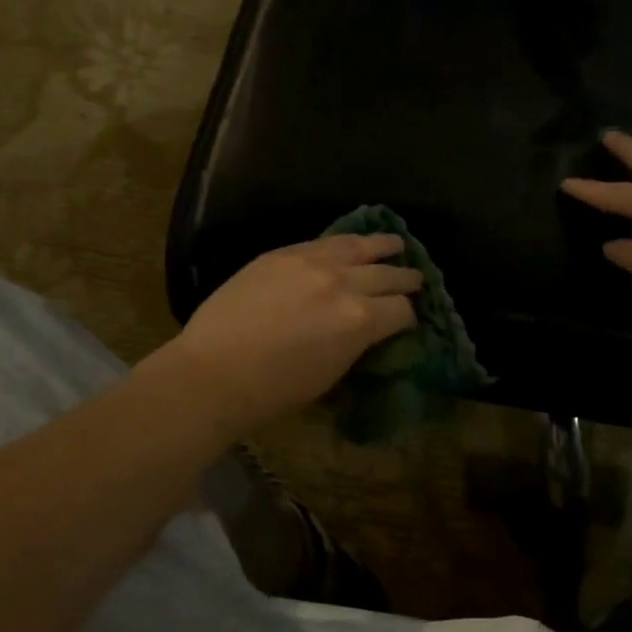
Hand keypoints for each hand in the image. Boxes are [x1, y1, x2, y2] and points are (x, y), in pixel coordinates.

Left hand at [163, 235, 421, 437]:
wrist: (214, 372)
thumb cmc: (275, 391)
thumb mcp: (331, 373)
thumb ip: (357, 343)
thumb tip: (369, 330)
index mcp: (360, 321)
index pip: (401, 311)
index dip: (410, 316)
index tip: (409, 320)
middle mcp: (343, 284)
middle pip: (388, 275)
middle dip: (406, 279)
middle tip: (417, 279)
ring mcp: (311, 262)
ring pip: (359, 246)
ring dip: (382, 246)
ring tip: (396, 244)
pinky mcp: (283, 253)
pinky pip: (323, 240)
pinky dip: (343, 242)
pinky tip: (350, 242)